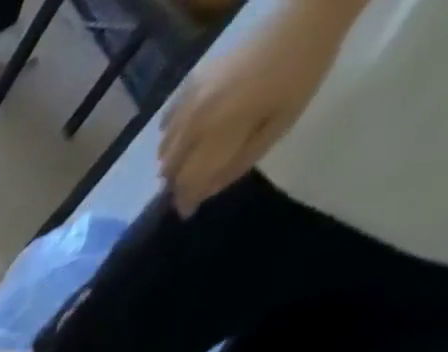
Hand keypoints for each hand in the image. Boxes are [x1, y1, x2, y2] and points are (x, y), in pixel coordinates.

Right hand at [157, 0, 349, 215]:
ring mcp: (186, 105)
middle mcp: (193, 124)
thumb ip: (241, 161)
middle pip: (170, 170)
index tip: (188, 212)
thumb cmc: (304, 71)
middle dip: (180, 181)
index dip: (186, 200)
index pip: (187, 181)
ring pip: (164, 152)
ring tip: (192, 158)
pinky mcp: (187, 89)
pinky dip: (172, 137)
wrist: (307, 16)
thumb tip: (206, 192)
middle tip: (195, 183)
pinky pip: (166, 126)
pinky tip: (190, 132)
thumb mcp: (282, 122)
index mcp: (218, 133)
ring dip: (175, 161)